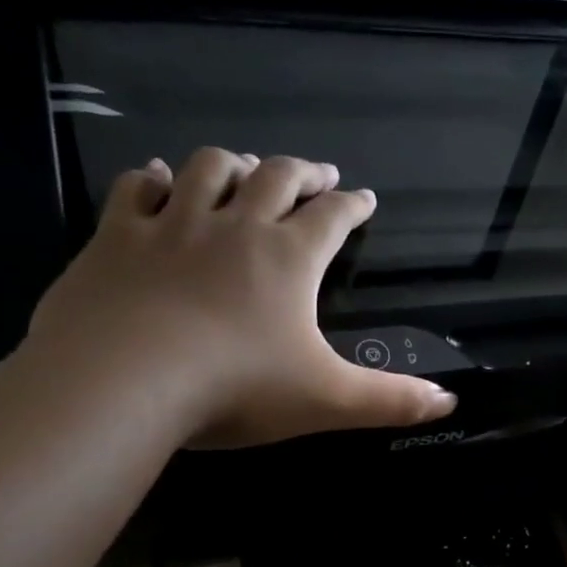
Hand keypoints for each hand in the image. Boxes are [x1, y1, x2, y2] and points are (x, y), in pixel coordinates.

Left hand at [28, 148, 456, 446]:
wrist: (124, 380)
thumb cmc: (238, 387)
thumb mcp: (327, 400)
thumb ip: (390, 401)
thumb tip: (449, 402)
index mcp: (289, 258)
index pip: (332, 218)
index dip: (353, 206)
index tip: (365, 198)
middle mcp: (235, 227)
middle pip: (275, 178)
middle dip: (302, 172)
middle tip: (317, 173)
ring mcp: (172, 225)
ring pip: (209, 170)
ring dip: (233, 163)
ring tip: (245, 169)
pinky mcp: (116, 237)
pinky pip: (137, 190)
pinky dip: (154, 179)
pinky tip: (159, 178)